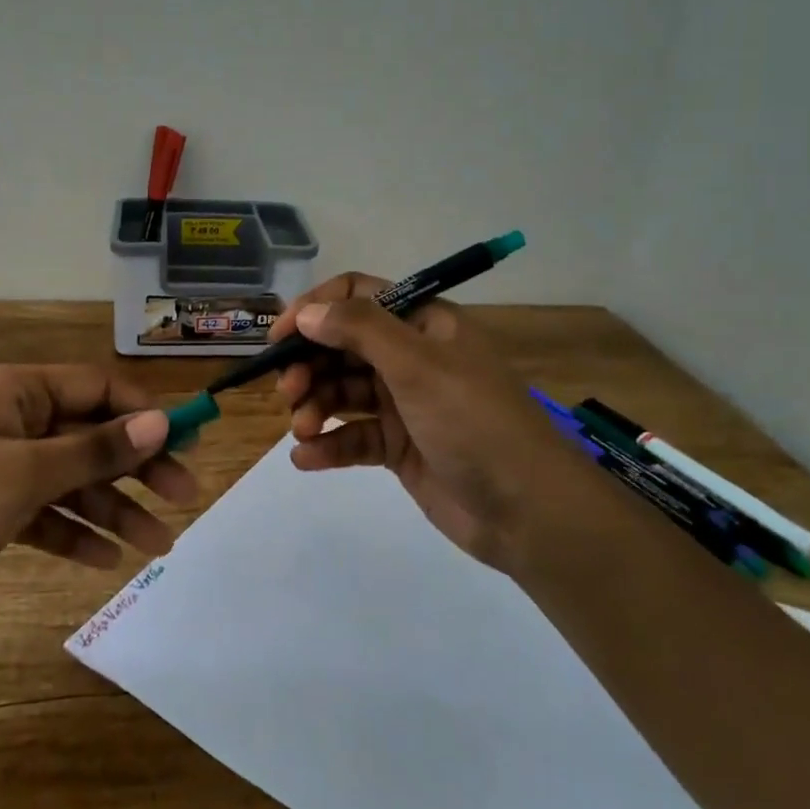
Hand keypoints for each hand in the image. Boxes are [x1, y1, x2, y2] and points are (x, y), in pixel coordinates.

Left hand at [0, 365, 196, 645]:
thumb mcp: (26, 474)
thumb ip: (96, 449)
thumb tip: (161, 421)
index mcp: (16, 391)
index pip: (98, 388)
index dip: (145, 413)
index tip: (187, 443)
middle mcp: (11, 419)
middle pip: (90, 436)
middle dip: (136, 468)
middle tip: (183, 499)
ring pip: (71, 479)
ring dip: (113, 509)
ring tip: (158, 546)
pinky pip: (44, 513)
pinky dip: (74, 533)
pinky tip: (105, 560)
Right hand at [269, 273, 590, 574]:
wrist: (528, 512)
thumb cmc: (474, 421)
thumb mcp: (418, 365)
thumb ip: (360, 330)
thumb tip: (307, 313)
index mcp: (423, 323)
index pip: (358, 296)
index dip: (316, 309)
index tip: (280, 337)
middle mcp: (412, 356)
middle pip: (343, 345)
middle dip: (310, 364)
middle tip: (287, 391)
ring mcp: (405, 403)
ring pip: (343, 391)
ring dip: (315, 405)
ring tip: (302, 429)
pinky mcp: (400, 447)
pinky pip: (354, 436)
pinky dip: (328, 445)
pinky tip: (306, 458)